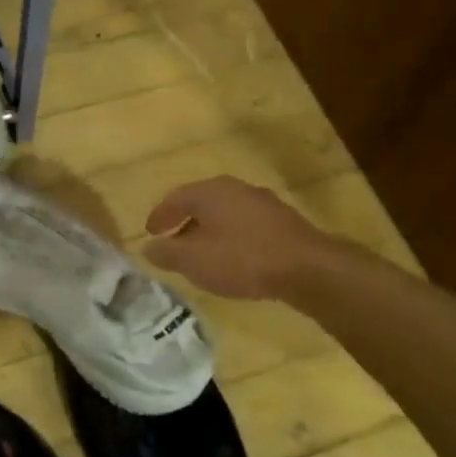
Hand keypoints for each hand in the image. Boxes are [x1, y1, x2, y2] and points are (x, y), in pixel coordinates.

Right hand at [143, 176, 334, 300]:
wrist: (307, 268)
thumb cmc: (242, 259)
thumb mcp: (194, 261)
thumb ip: (167, 253)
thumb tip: (148, 247)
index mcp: (210, 191)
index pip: (175, 198)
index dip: (159, 216)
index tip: (150, 233)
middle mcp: (235, 188)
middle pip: (201, 202)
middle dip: (184, 221)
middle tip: (172, 241)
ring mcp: (262, 202)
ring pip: (225, 213)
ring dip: (208, 230)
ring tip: (201, 252)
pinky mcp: (282, 220)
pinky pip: (245, 224)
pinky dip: (230, 236)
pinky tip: (233, 257)